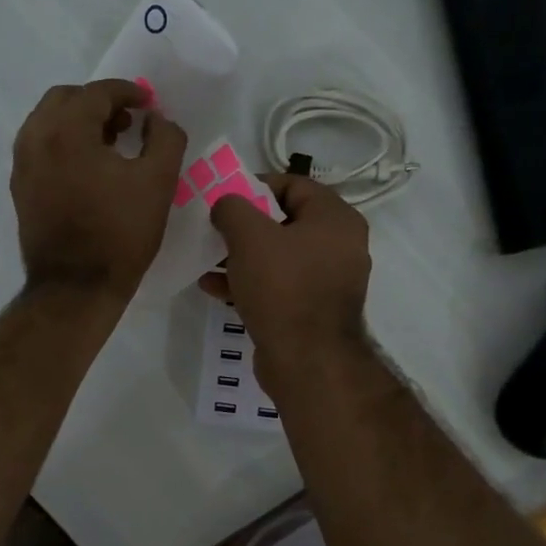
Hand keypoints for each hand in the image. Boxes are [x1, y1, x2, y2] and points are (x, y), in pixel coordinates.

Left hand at [11, 80, 187, 301]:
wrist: (75, 287)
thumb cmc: (120, 234)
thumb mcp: (158, 182)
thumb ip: (165, 138)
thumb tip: (155, 119)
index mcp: (67, 131)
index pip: (98, 92)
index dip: (128, 92)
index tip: (148, 104)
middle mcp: (36, 138)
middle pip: (65, 98)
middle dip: (98, 102)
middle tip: (128, 121)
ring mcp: (22, 164)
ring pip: (48, 121)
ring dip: (78, 121)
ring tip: (109, 143)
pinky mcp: (20, 188)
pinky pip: (39, 146)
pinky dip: (63, 142)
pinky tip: (88, 167)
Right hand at [201, 175, 370, 399]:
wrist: (307, 360)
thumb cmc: (282, 287)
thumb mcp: (249, 236)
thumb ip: (232, 207)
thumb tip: (226, 204)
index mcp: (336, 218)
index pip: (293, 184)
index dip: (254, 186)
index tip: (223, 198)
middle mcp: (340, 245)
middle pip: (284, 221)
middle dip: (243, 226)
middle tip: (213, 229)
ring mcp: (329, 280)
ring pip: (278, 256)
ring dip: (241, 256)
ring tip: (206, 260)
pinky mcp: (313, 309)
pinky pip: (279, 285)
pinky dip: (250, 282)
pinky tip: (214, 288)